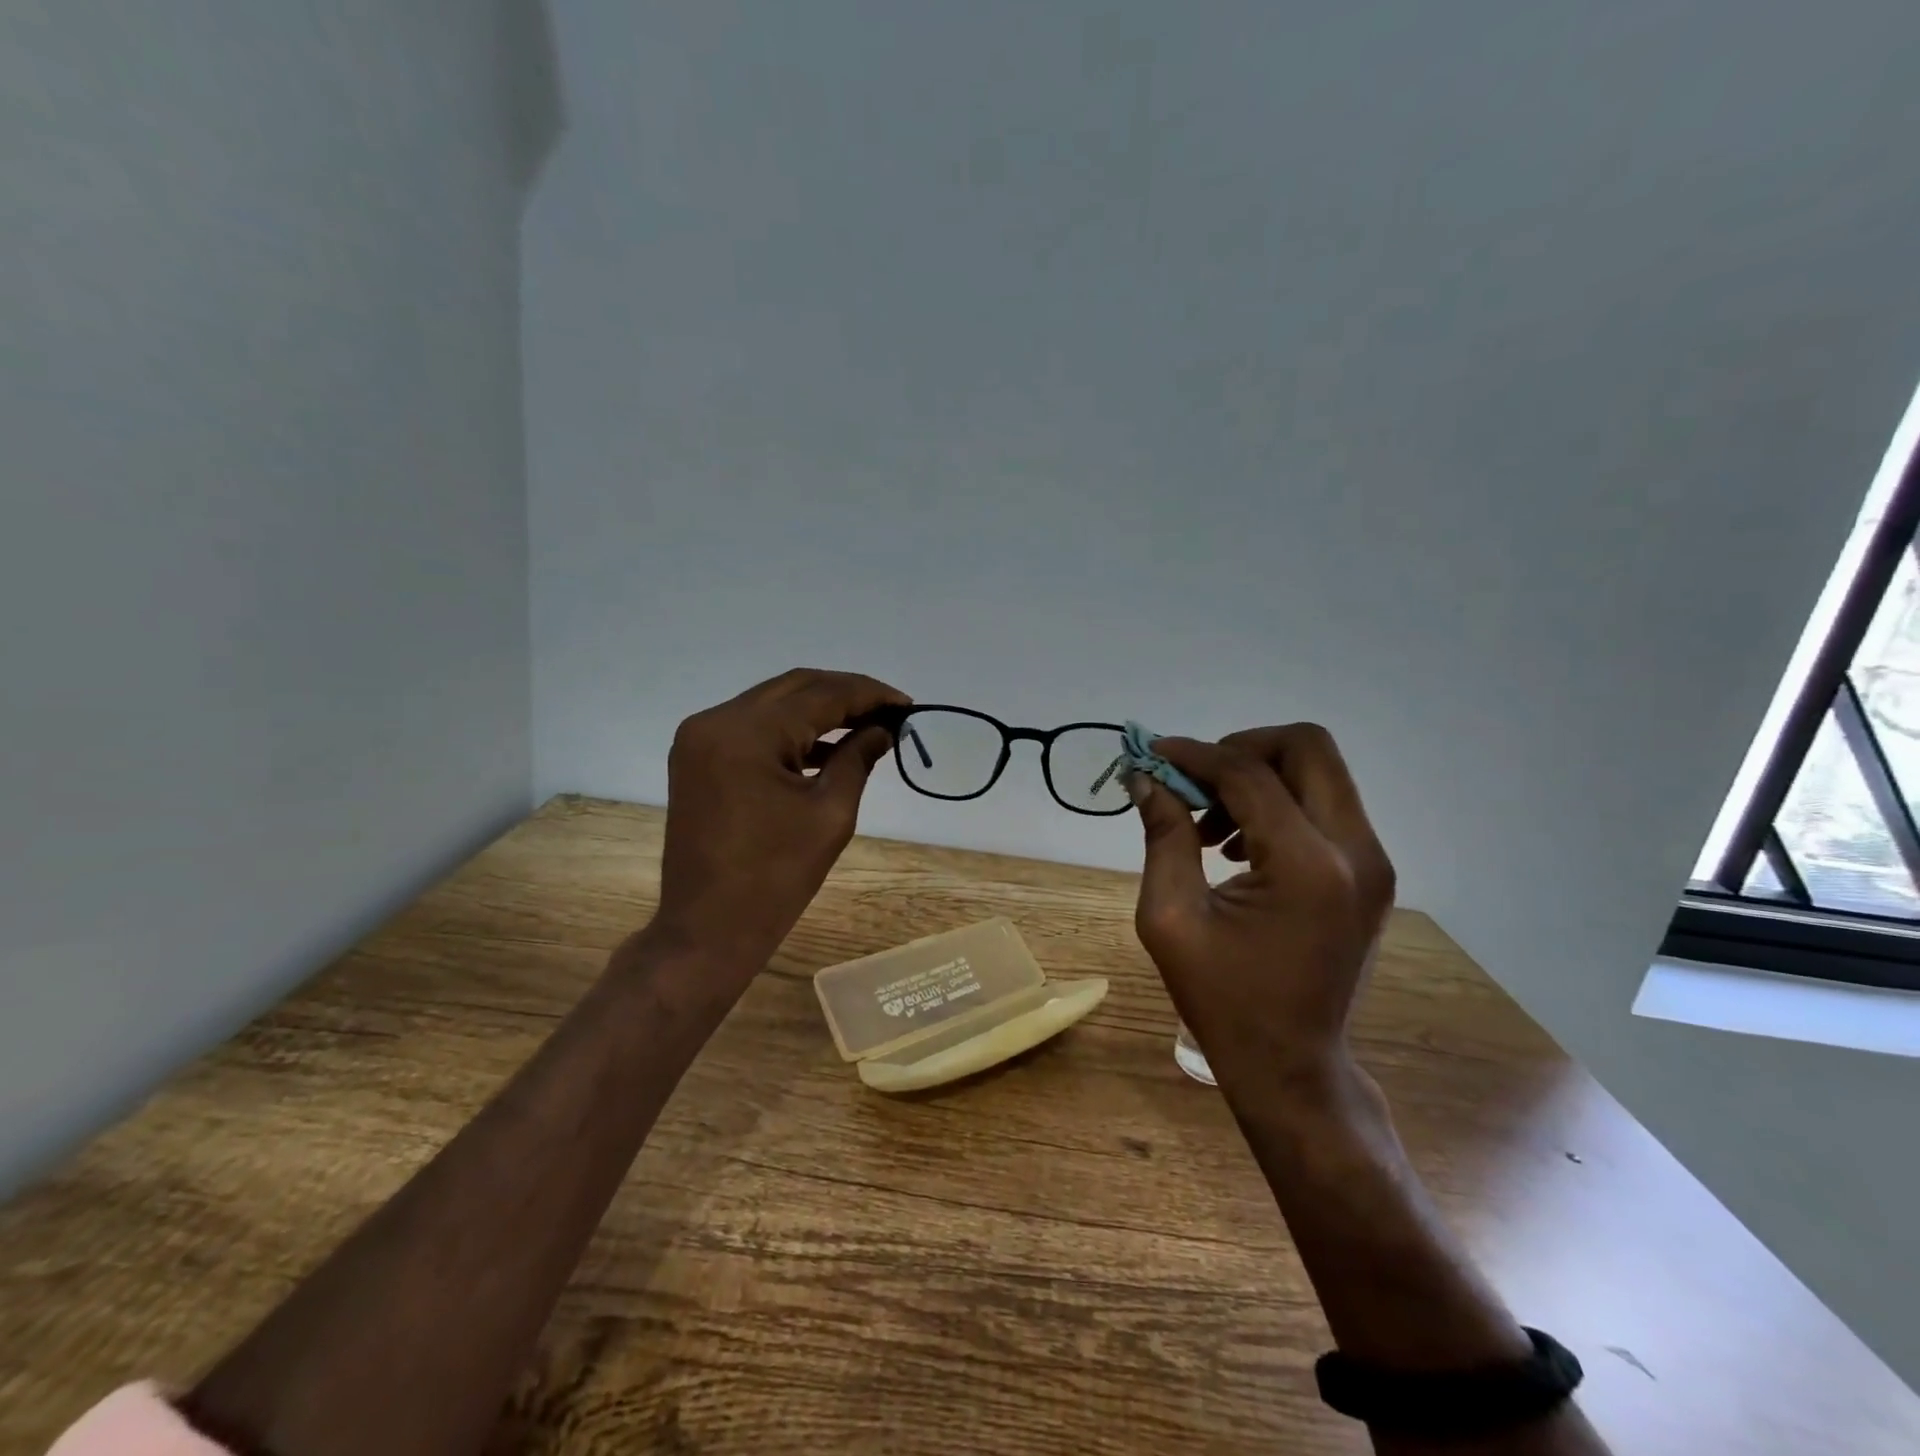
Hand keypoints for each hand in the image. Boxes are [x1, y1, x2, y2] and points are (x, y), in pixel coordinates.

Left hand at [648, 669, 910, 991]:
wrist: (707, 929)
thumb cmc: (775, 878)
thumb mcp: (830, 814)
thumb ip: (858, 757)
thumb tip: (884, 728)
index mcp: (746, 733)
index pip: (820, 694)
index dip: (868, 694)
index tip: (907, 704)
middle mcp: (716, 721)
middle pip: (794, 688)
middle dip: (846, 694)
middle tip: (890, 711)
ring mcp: (700, 738)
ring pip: (772, 703)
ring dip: (818, 710)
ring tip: (866, 725)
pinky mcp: (698, 757)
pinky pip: (753, 728)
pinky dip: (790, 731)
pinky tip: (826, 746)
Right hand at [1128, 725, 1395, 1088]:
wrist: (1292, 1064)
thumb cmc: (1223, 999)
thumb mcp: (1172, 917)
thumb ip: (1163, 837)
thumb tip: (1147, 778)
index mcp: (1306, 866)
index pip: (1249, 773)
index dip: (1195, 754)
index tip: (1153, 754)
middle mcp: (1355, 851)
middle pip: (1307, 747)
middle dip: (1241, 747)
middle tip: (1195, 781)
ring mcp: (1372, 862)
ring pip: (1320, 772)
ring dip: (1259, 777)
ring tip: (1210, 825)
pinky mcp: (1370, 874)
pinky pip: (1324, 806)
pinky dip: (1279, 803)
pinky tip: (1238, 846)